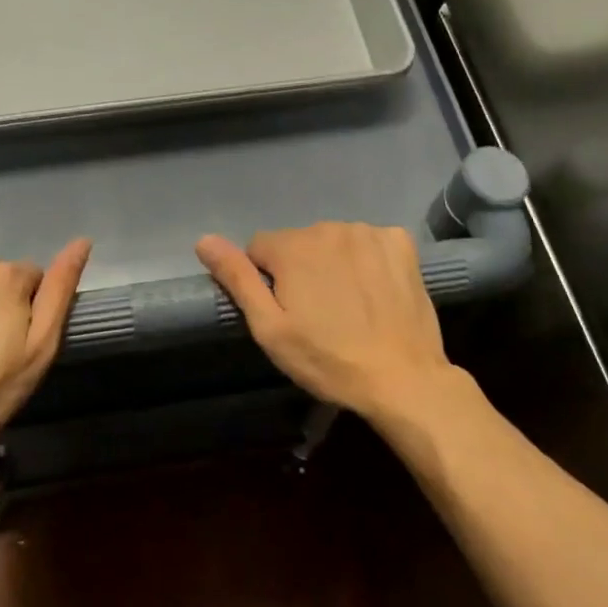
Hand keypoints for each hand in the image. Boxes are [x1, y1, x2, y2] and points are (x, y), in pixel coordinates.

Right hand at [196, 223, 453, 423]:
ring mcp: (368, 232)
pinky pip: (371, 242)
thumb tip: (204, 240)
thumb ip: (237, 278)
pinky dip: (369, 259)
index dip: (268, 280)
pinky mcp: (400, 242)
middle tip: (319, 315)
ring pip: (334, 241)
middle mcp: (328, 227)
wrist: (403, 379)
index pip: (260, 248)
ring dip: (335, 263)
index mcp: (292, 246)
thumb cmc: (328, 360)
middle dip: (301, 270)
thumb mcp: (270, 328)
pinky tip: (376, 290)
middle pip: (299, 243)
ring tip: (350, 306)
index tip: (286, 312)